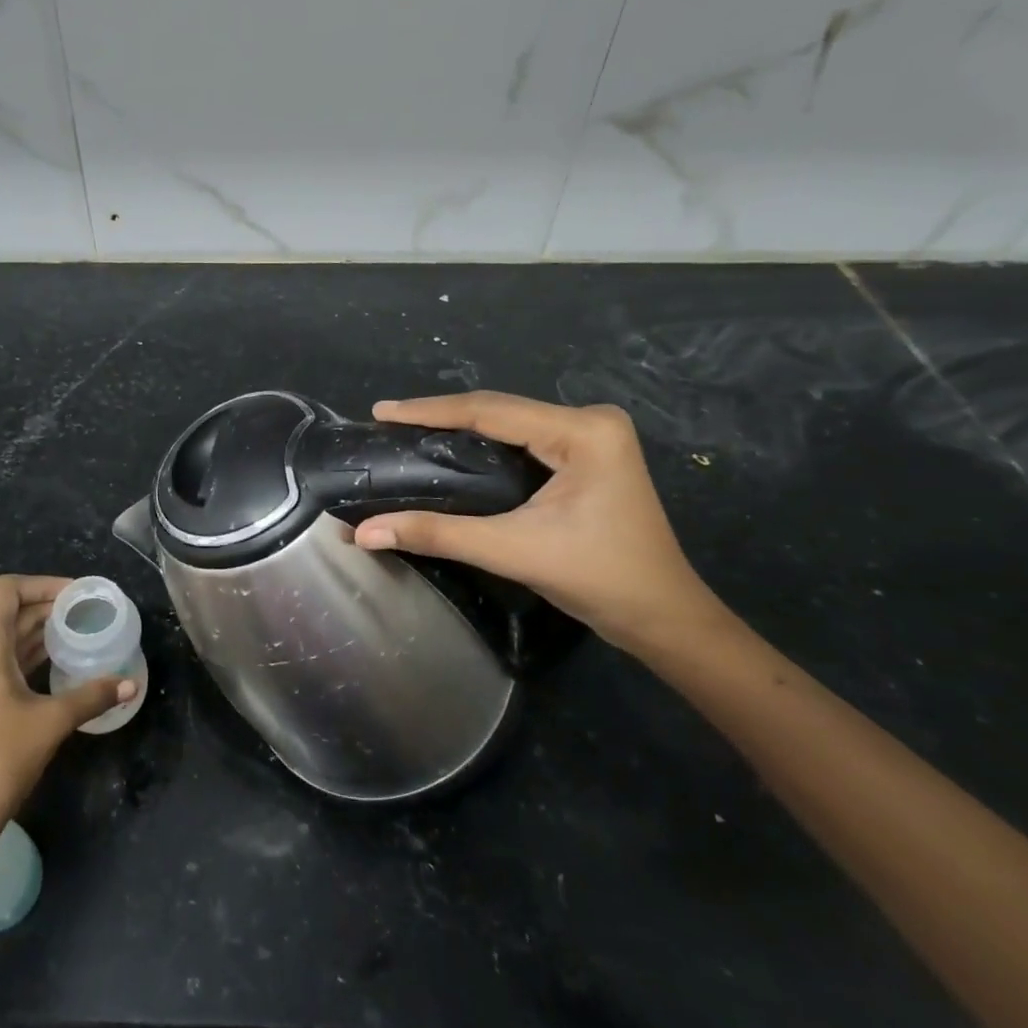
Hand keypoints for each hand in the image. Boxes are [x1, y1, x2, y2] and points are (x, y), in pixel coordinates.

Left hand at [0, 575, 136, 850]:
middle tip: (85, 613)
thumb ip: (92, 696)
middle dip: (46, 608)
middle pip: (6, 611)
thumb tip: (131, 685)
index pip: (8, 588)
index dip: (44, 584)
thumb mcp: (51, 722)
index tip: (77, 595)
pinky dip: (21, 654)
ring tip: (75, 634)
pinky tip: (51, 665)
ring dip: (34, 632)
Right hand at [352, 392, 722, 651]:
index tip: (381, 412)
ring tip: (407, 430)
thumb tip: (364, 532)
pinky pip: (522, 439)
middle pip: (499, 410)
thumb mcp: (512, 550)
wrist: (663, 618)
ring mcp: (591, 437)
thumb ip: (437, 534)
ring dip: (459, 428)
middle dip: (440, 416)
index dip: (429, 411)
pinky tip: (450, 449)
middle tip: (387, 422)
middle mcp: (589, 420)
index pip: (490, 409)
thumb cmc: (598, 579)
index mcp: (582, 430)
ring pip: (509, 423)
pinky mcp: (587, 455)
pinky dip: (483, 445)